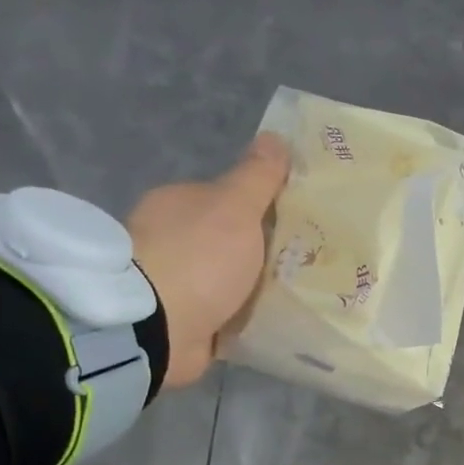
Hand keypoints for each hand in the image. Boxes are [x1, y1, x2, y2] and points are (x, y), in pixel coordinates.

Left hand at [127, 133, 289, 390]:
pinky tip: (272, 323)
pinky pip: (224, 316)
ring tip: (298, 298)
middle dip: (260, 253)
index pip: (226, 200)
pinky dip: (243, 319)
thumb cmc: (198, 258)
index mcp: (178, 205)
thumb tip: (275, 137)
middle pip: (229, 242)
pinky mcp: (182, 323)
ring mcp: (175, 285)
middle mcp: (171, 241)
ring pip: (227, 281)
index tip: (298, 225)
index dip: (262, 209)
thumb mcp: (235, 207)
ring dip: (253, 289)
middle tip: (305, 265)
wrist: (157, 327)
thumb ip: (257, 177)